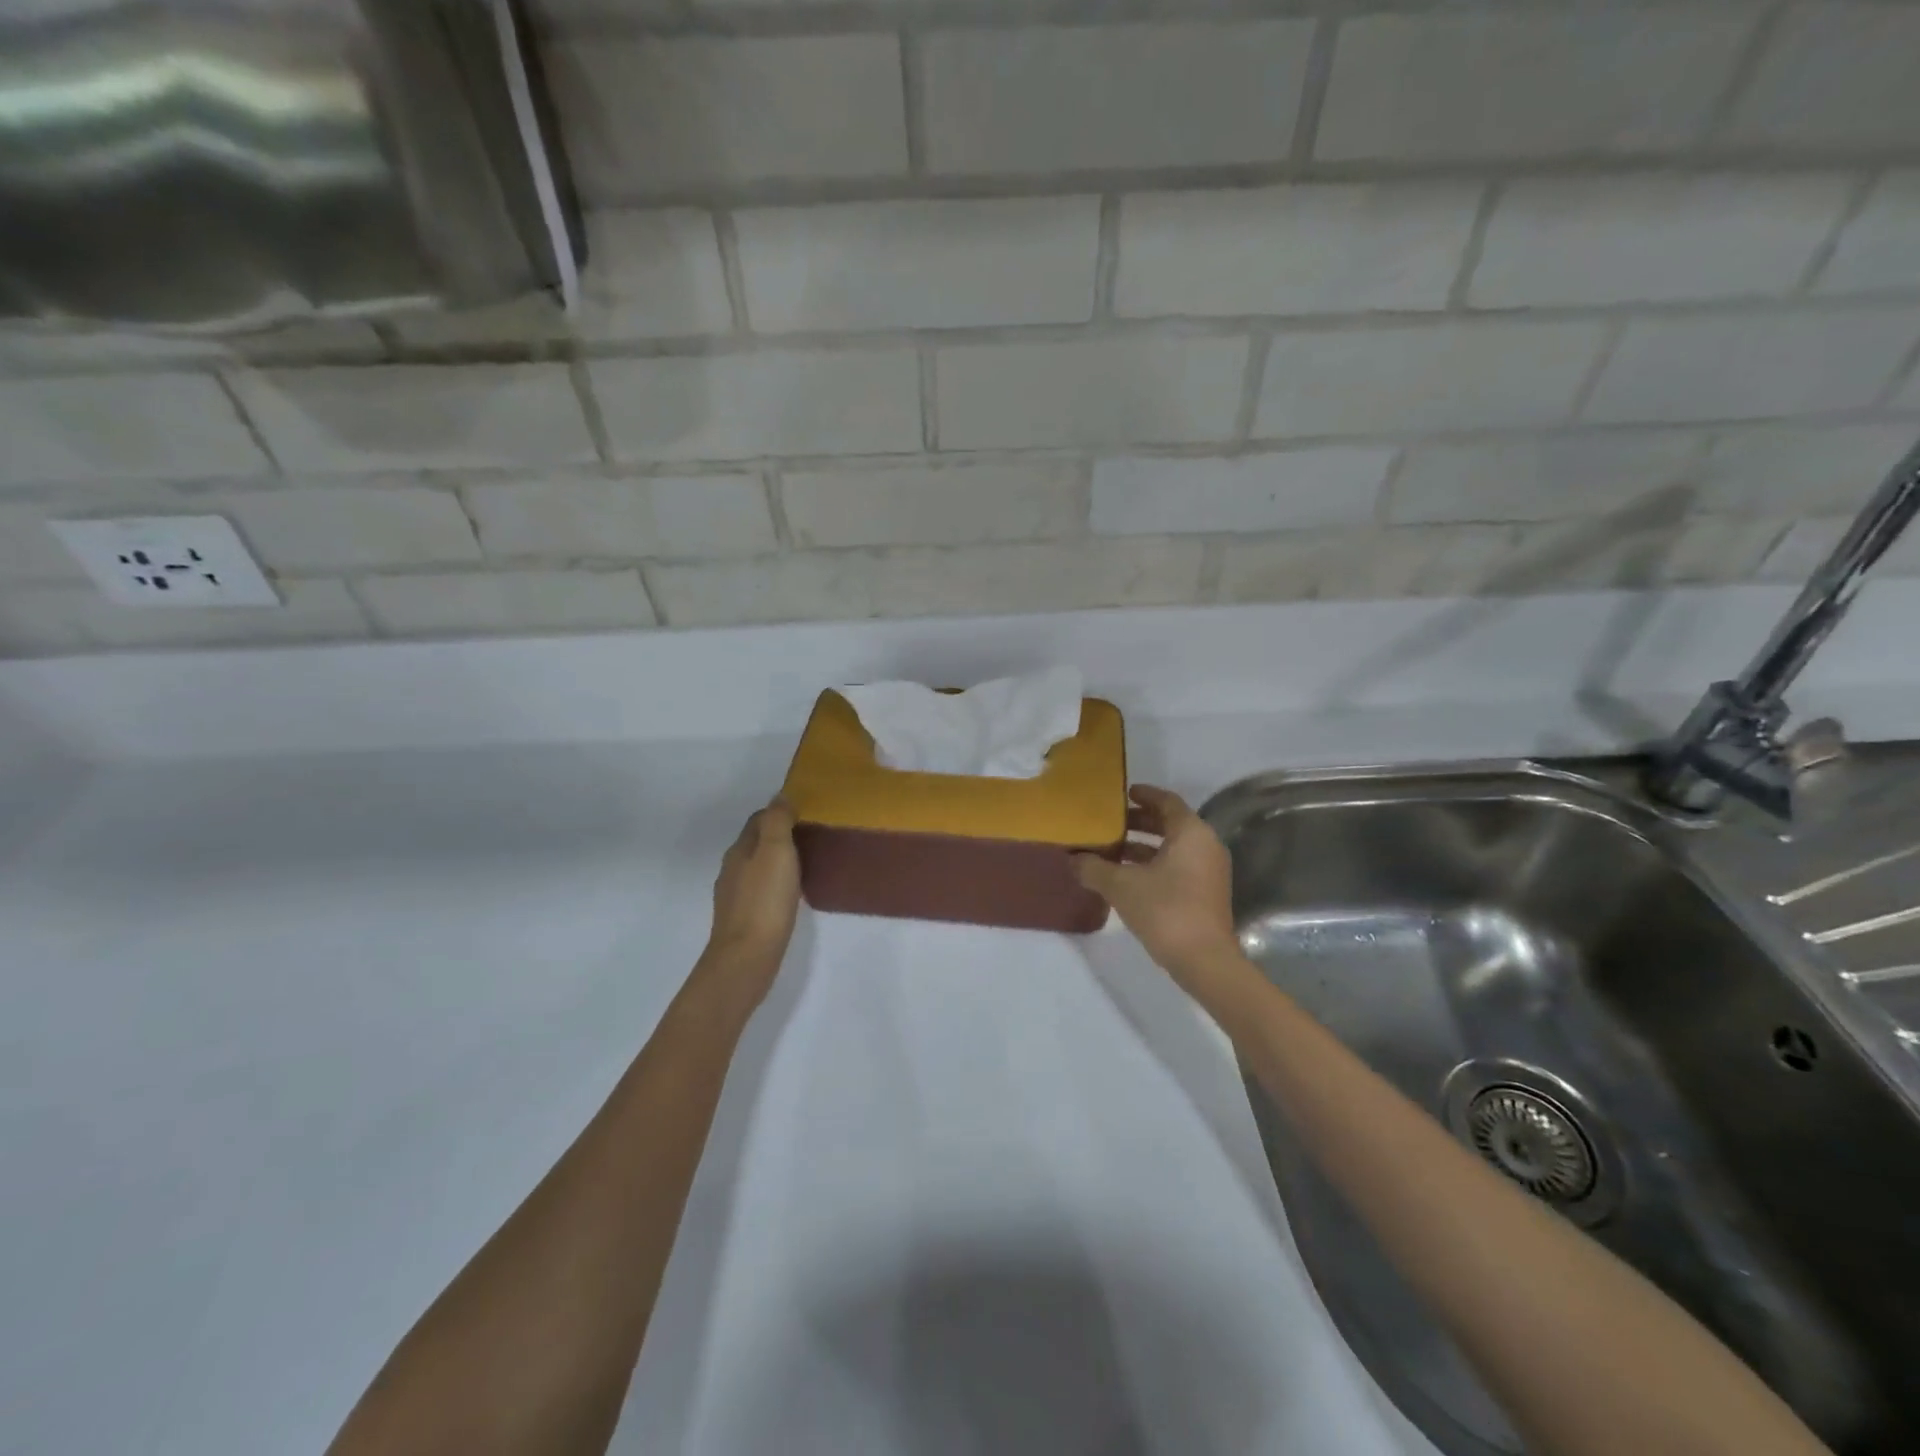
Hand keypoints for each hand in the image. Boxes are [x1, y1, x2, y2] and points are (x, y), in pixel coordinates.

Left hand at [702, 798, 801, 1001]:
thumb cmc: (765, 900)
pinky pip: (761, 891)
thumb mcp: (776, 851)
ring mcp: (735, 896)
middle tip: (811, 838)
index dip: (779, 813)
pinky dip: (775, 885)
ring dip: (777, 862)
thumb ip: (777, 821)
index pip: (758, 820)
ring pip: (757, 868)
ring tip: (806, 865)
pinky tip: (790, 895)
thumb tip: (780, 796)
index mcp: (740, 850)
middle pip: (756, 843)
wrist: (747, 957)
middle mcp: (732, 869)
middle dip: (779, 837)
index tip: (805, 815)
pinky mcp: (744, 919)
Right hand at [1074, 785, 1241, 991]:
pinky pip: (1177, 866)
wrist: (1204, 960)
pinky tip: (1126, 877)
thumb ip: (1094, 868)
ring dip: (1143, 846)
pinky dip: (1154, 864)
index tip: (1123, 794)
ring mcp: (1209, 871)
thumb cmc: (1165, 910)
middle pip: (1170, 824)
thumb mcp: (1121, 886)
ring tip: (1111, 850)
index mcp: (1191, 833)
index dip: (1144, 795)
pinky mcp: (1206, 894)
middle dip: (1140, 822)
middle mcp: (1205, 845)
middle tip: (1110, 822)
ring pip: (1173, 848)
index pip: (1167, 801)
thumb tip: (1072, 859)